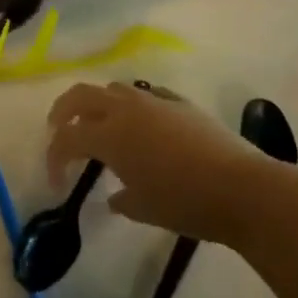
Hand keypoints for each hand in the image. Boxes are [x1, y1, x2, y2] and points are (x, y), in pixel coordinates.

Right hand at [46, 81, 267, 245]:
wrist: (243, 188)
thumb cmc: (186, 203)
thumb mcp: (145, 209)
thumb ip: (122, 199)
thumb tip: (114, 196)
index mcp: (110, 135)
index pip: (67, 138)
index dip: (54, 158)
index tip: (57, 182)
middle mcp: (126, 109)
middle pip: (81, 95)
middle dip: (63, 111)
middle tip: (58, 129)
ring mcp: (154, 101)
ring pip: (113, 89)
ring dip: (98, 104)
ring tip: (99, 125)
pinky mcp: (180, 102)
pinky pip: (146, 95)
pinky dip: (133, 106)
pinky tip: (142, 125)